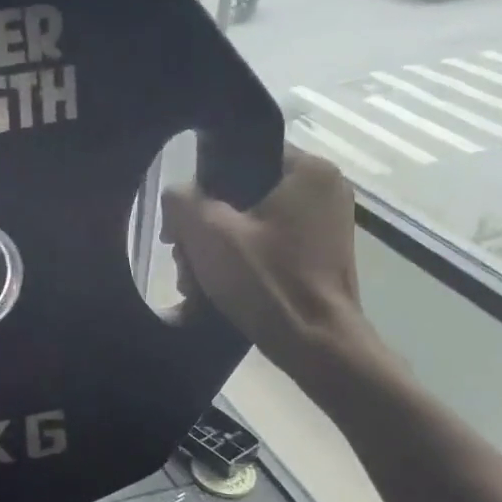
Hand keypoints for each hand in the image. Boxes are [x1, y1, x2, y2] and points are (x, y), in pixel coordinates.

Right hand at [163, 146, 376, 388]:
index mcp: (308, 171)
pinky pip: (266, 243)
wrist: (317, 346)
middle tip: (182, 255)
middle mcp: (324, 189)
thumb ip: (181, 199)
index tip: (180, 220)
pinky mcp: (319, 254)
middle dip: (204, 225)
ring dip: (215, 247)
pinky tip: (217, 286)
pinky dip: (239, 260)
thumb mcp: (208, 233)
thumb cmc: (266, 281)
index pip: (238, 154)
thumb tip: (177, 196)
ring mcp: (324, 224)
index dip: (201, 184)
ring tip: (195, 279)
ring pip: (249, 221)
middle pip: (240, 192)